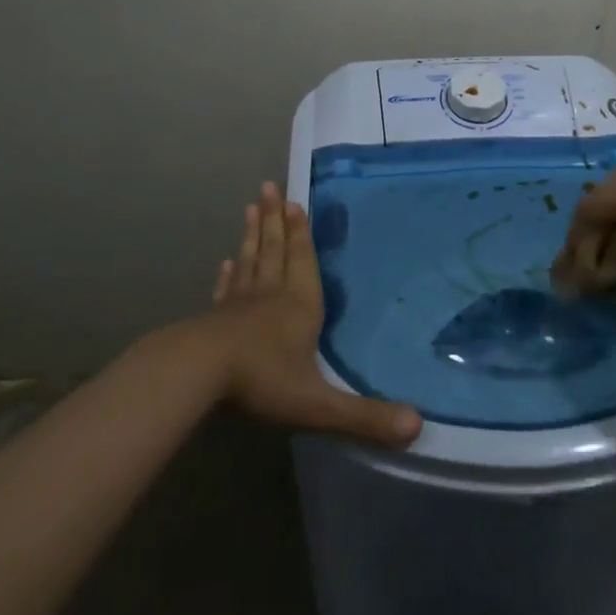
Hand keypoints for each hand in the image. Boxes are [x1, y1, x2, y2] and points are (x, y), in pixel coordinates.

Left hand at [206, 182, 421, 448]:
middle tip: (269, 188)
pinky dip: (229, 274)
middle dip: (274, 220)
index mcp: (299, 306)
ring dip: (252, 235)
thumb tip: (418, 427)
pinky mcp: (214, 319)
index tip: (294, 203)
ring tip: (251, 208)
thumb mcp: (318, 404)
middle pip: (274, 250)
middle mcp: (271, 296)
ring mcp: (239, 305)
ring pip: (250, 261)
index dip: (300, 233)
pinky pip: (226, 289)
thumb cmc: (262, 380)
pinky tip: (226, 263)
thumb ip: (365, 416)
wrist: (198, 374)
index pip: (302, 261)